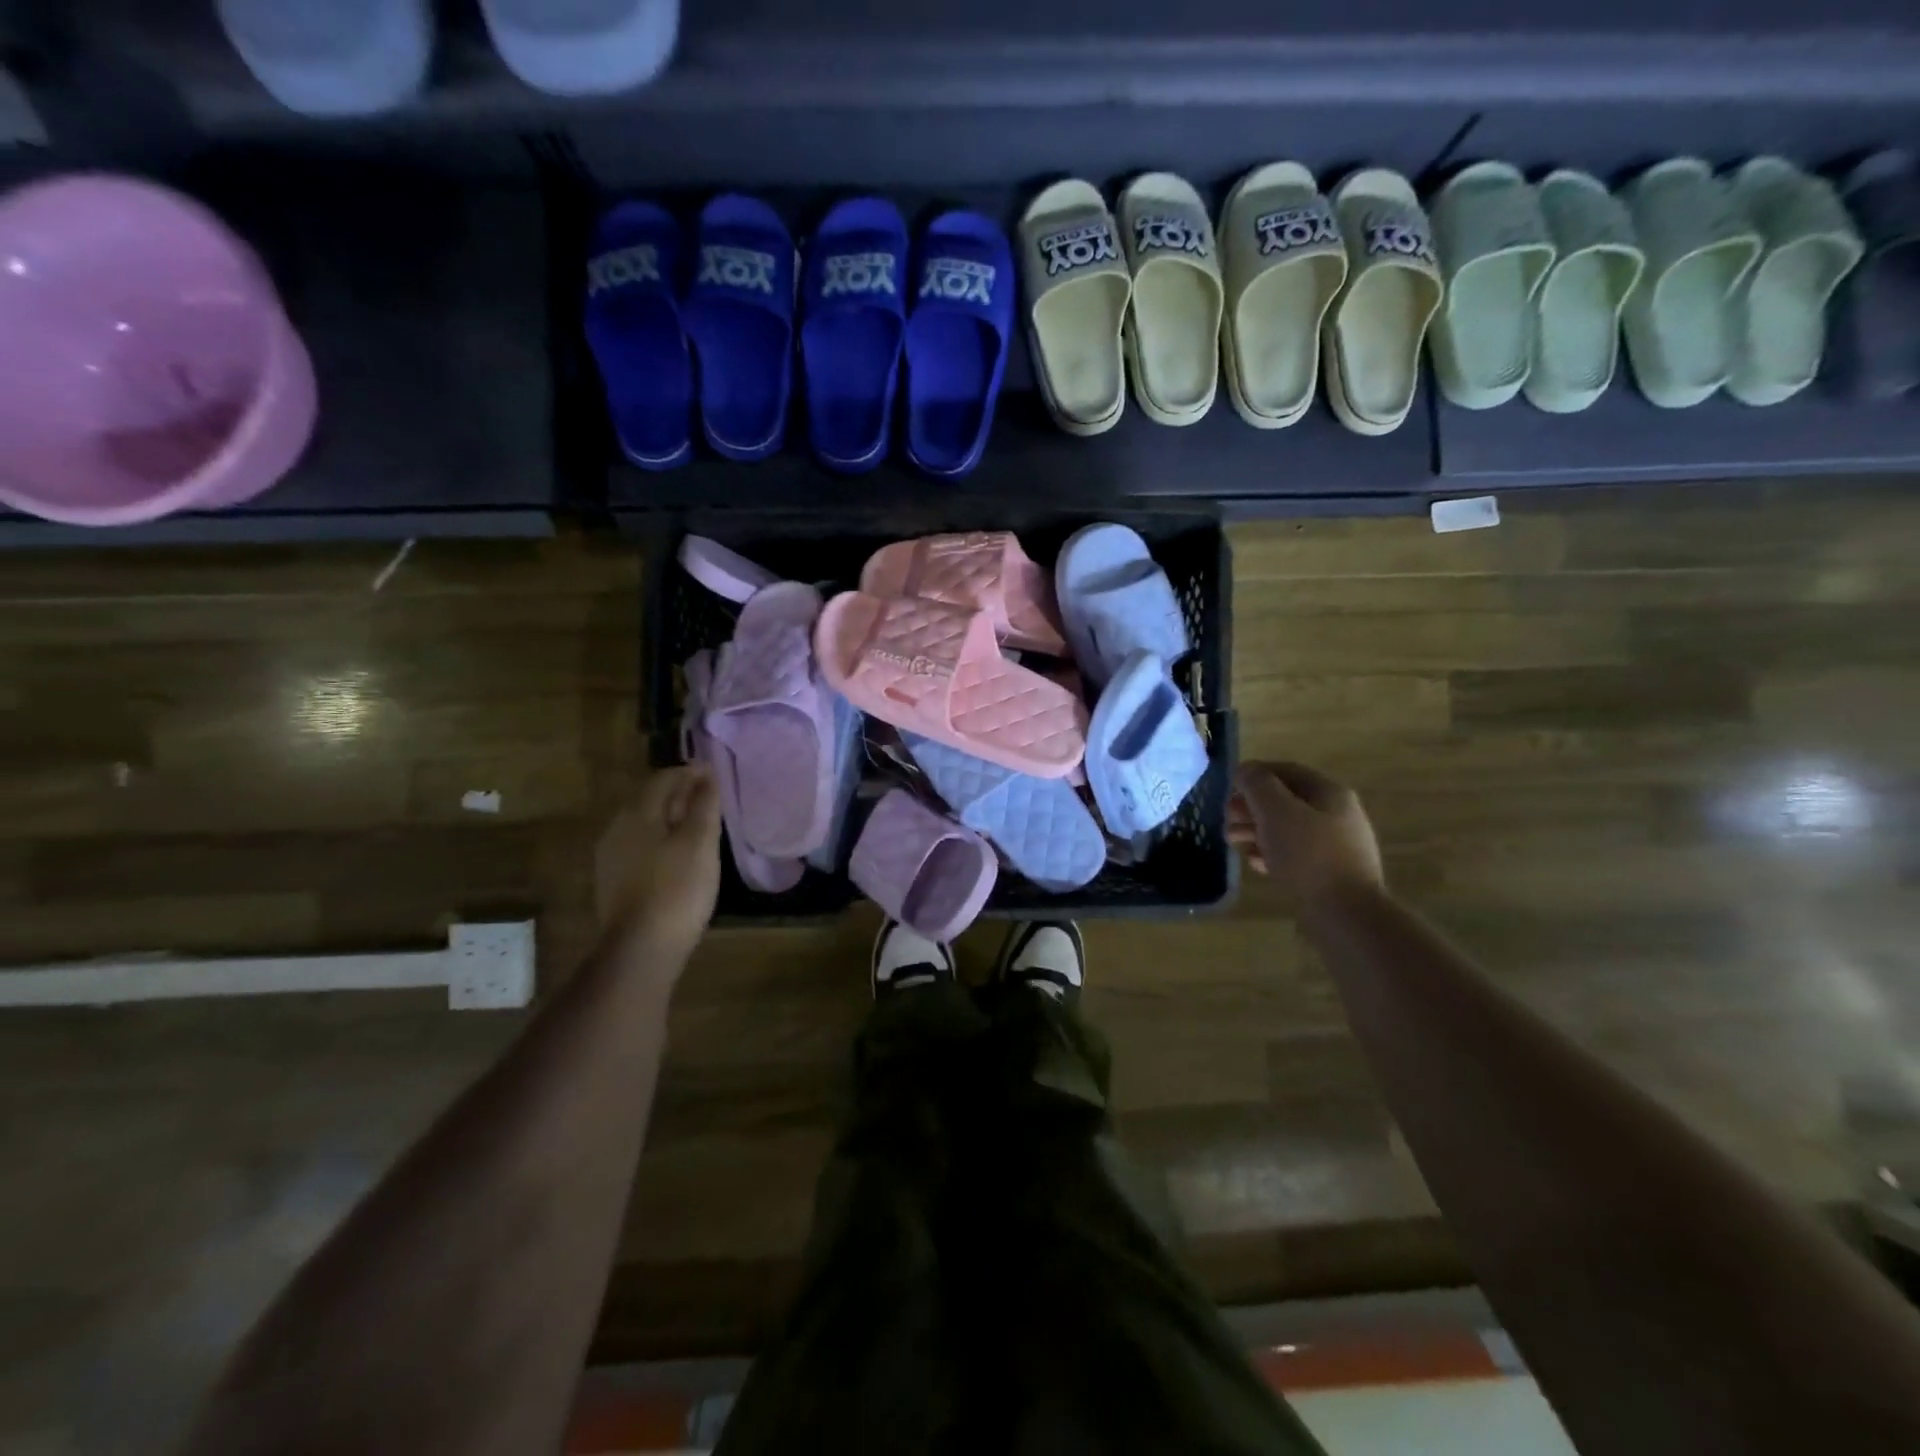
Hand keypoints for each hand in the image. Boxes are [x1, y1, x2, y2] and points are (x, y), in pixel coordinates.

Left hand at [594, 765, 721, 955]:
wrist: (642, 947)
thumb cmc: (678, 888)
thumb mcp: (700, 842)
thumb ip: (704, 804)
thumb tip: (706, 774)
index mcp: (637, 814)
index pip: (663, 779)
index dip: (690, 773)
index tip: (715, 774)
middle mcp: (617, 828)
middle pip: (650, 800)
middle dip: (679, 794)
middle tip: (709, 798)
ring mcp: (611, 857)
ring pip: (645, 825)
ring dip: (671, 818)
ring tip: (698, 825)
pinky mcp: (614, 882)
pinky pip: (640, 847)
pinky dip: (662, 840)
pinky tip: (679, 855)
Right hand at [1232, 761, 1384, 914]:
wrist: (1346, 914)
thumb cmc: (1308, 855)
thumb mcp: (1276, 811)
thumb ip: (1257, 785)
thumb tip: (1246, 770)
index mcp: (1329, 793)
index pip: (1287, 771)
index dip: (1255, 774)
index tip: (1228, 788)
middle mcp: (1336, 814)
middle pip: (1286, 801)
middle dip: (1252, 806)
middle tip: (1227, 818)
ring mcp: (1335, 846)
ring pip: (1288, 829)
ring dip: (1257, 830)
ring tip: (1233, 842)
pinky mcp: (1329, 873)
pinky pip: (1295, 855)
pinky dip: (1272, 854)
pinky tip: (1256, 864)